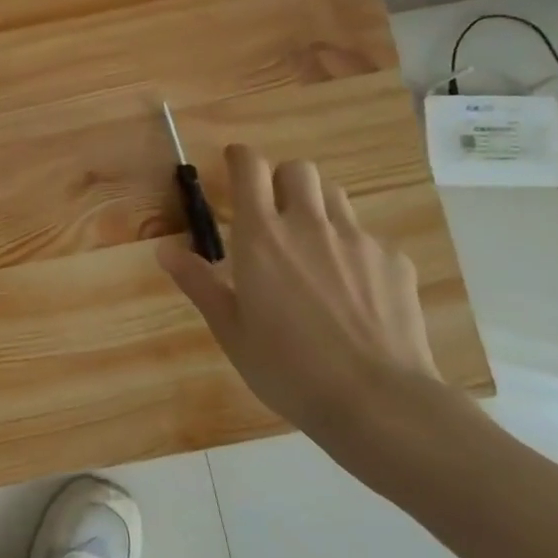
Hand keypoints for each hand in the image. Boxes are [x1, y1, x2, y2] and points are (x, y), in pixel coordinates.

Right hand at [159, 148, 465, 455]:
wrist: (376, 399)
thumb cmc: (287, 367)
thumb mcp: (230, 330)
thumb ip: (198, 283)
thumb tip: (164, 250)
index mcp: (262, 237)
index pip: (250, 168)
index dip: (240, 158)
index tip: (233, 163)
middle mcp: (309, 225)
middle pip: (298, 170)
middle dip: (281, 180)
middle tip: (272, 213)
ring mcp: (358, 240)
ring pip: (335, 196)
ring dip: (316, 206)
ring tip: (310, 246)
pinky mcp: (394, 261)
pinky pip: (366, 237)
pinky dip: (351, 248)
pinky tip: (351, 290)